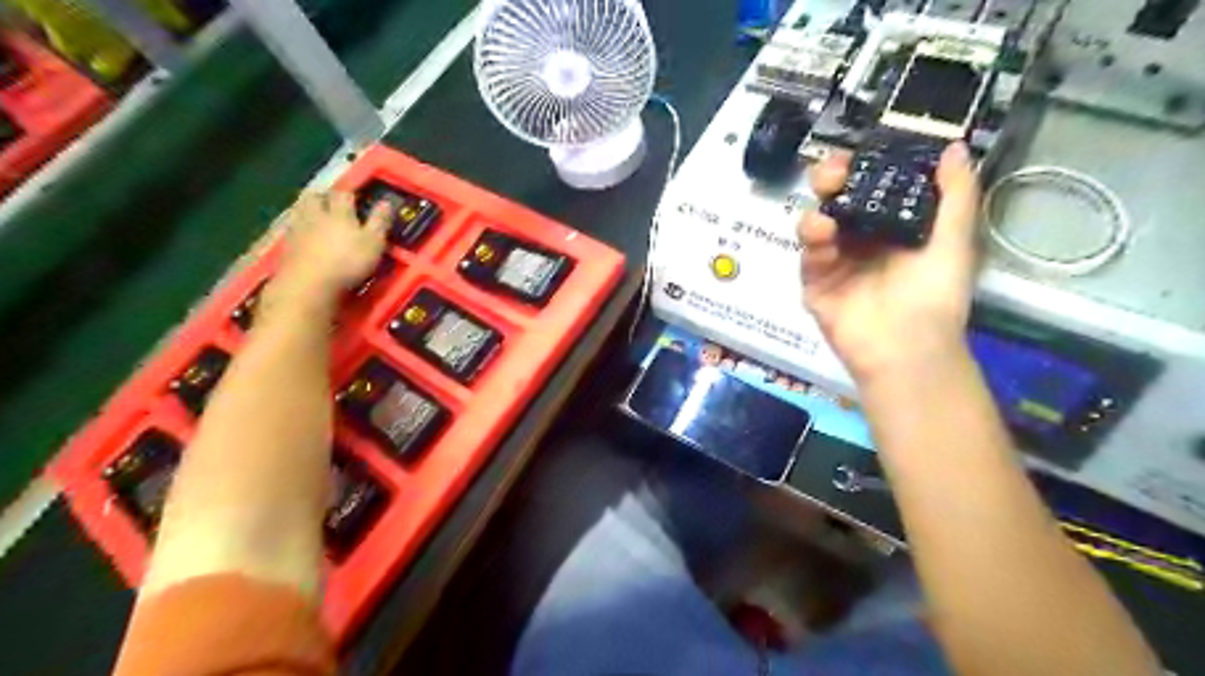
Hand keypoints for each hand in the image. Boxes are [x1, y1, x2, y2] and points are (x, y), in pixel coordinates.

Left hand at [274, 191, 388, 300]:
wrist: (309, 284)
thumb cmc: (347, 262)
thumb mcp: (373, 243)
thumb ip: (379, 222)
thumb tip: (386, 203)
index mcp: (339, 213)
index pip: (344, 194)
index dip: (351, 193)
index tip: (358, 195)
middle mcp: (316, 215)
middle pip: (316, 197)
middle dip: (323, 195)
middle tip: (330, 199)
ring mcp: (298, 229)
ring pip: (300, 209)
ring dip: (307, 206)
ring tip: (314, 211)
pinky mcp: (287, 245)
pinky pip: (291, 227)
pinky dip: (297, 225)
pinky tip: (301, 231)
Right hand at [797, 141, 981, 382]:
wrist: (909, 348)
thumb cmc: (936, 296)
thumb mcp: (955, 241)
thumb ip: (955, 195)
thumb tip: (956, 147)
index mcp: (892, 226)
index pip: (871, 186)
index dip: (864, 166)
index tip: (862, 151)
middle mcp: (860, 239)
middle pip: (835, 200)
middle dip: (829, 181)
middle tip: (833, 174)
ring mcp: (835, 262)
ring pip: (815, 224)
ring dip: (817, 213)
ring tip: (826, 217)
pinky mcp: (815, 285)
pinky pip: (807, 258)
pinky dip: (812, 243)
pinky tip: (823, 237)